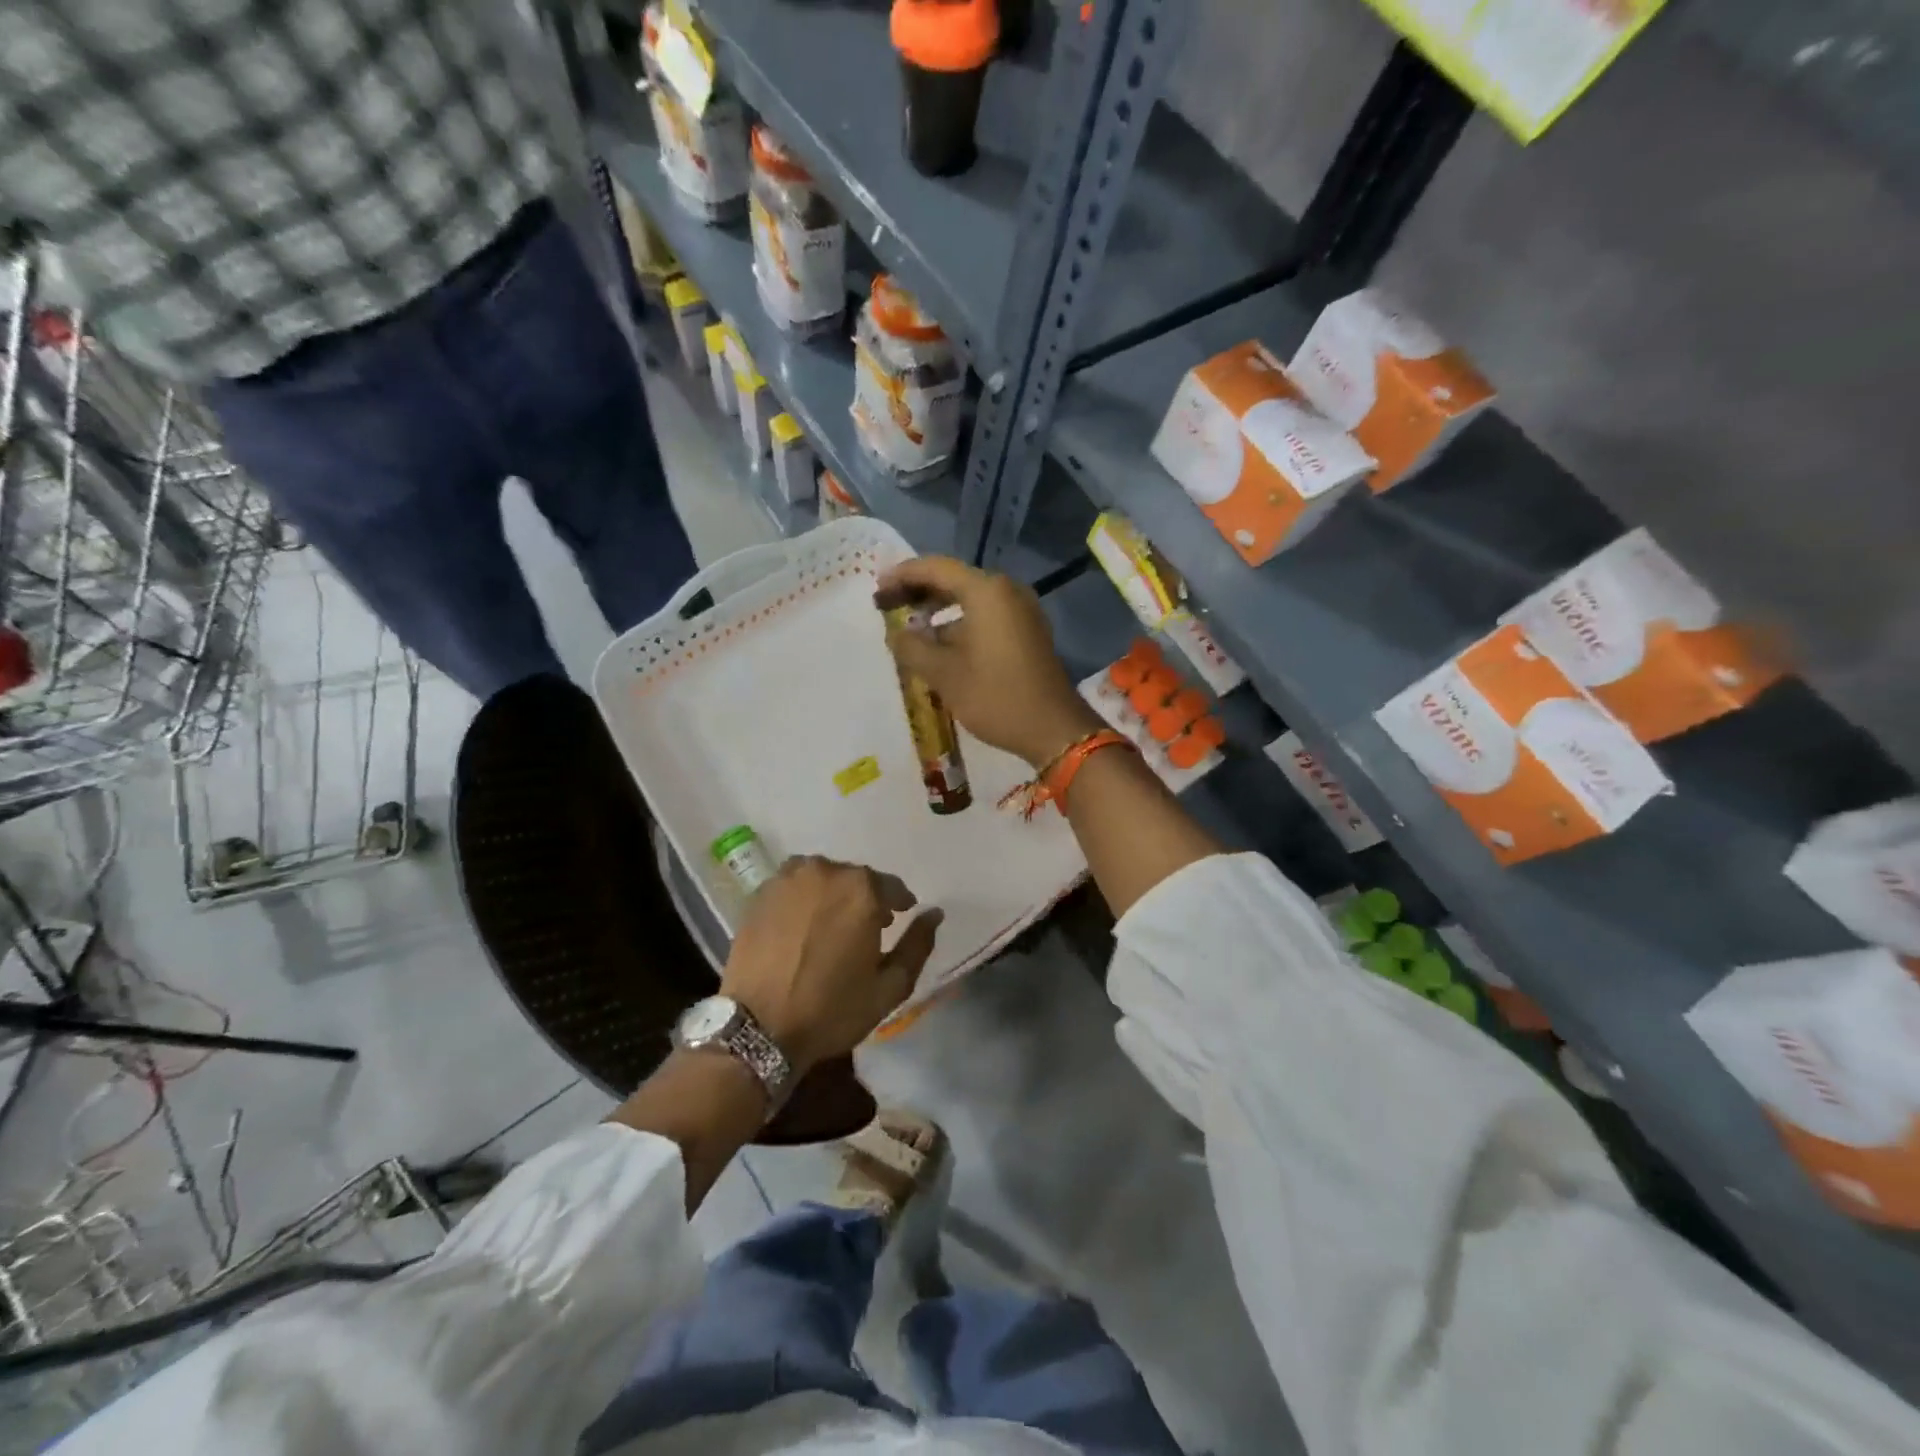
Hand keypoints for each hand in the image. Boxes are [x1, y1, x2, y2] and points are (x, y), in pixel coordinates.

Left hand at [719, 857, 942, 1071]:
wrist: (759, 1028)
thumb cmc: (832, 1009)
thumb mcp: (889, 986)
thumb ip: (917, 944)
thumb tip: (934, 913)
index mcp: (862, 889)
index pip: (892, 887)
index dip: (899, 904)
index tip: (898, 919)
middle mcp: (825, 872)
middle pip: (855, 878)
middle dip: (864, 899)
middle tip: (865, 928)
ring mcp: (788, 879)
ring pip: (822, 878)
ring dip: (832, 895)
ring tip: (830, 926)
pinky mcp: (760, 894)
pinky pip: (792, 887)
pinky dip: (803, 900)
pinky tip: (801, 927)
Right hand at [876, 557, 1103, 767]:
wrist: (1053, 729)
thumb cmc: (996, 697)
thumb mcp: (944, 674)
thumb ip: (912, 648)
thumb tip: (895, 633)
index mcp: (986, 591)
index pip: (935, 568)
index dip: (901, 576)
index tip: (876, 592)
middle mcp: (1007, 591)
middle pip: (954, 580)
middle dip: (918, 591)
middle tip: (886, 606)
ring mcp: (1022, 610)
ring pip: (971, 599)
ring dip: (939, 609)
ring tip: (909, 628)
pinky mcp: (1028, 631)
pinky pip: (986, 615)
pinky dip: (960, 622)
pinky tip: (940, 644)